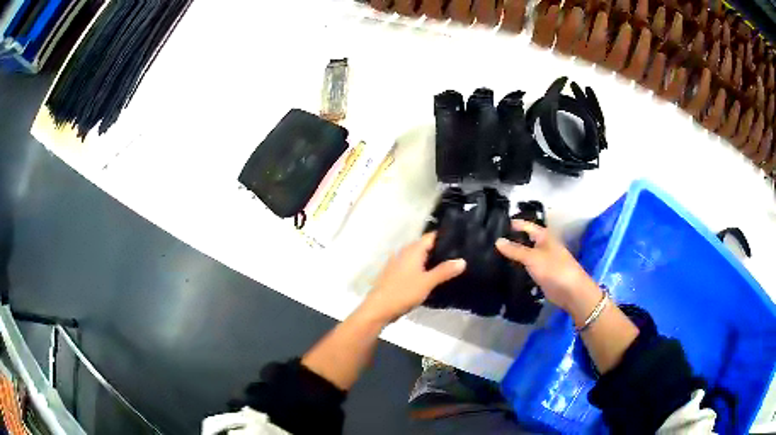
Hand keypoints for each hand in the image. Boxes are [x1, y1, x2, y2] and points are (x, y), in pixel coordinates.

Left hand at [360, 233, 465, 323]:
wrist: (379, 308)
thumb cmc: (403, 292)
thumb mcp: (427, 282)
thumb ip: (445, 271)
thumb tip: (463, 260)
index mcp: (412, 250)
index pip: (431, 236)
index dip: (445, 237)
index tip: (460, 240)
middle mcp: (404, 252)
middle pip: (425, 246)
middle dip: (440, 250)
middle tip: (459, 255)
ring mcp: (398, 263)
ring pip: (418, 257)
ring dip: (431, 261)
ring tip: (449, 266)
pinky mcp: (395, 274)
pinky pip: (413, 266)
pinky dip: (422, 269)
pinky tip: (431, 277)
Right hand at [496, 220, 600, 312]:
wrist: (571, 291)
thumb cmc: (553, 268)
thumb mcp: (532, 257)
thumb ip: (515, 250)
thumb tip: (497, 240)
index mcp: (543, 236)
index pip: (525, 225)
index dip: (512, 224)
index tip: (494, 225)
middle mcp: (543, 245)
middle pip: (524, 239)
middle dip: (510, 240)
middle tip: (490, 241)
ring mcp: (543, 259)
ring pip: (525, 253)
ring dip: (513, 254)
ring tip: (493, 254)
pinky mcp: (542, 273)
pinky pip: (527, 267)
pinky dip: (518, 267)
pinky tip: (506, 269)